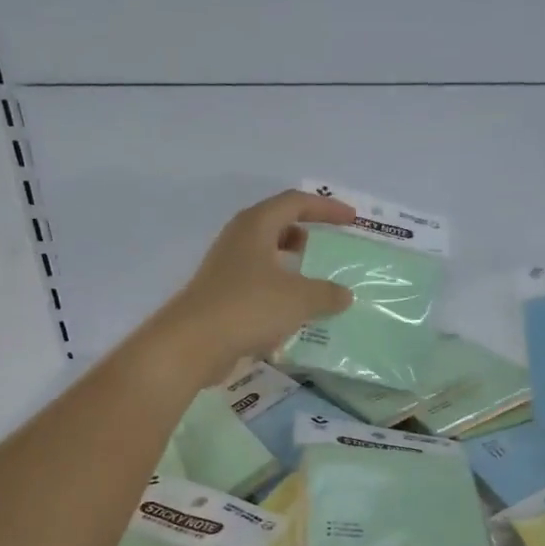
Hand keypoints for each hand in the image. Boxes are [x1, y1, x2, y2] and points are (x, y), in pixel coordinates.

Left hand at [155, 190, 356, 384]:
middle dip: (305, 232)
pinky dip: (280, 289)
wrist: (193, 343)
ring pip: (266, 255)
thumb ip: (327, 293)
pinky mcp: (222, 295)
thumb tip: (344, 295)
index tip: (351, 220)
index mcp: (256, 226)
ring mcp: (226, 267)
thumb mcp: (300, 299)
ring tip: (316, 280)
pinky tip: (294, 311)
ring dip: (292, 263)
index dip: (326, 208)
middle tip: (328, 246)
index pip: (296, 202)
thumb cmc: (249, 307)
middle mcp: (239, 239)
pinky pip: (258, 282)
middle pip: (277, 224)